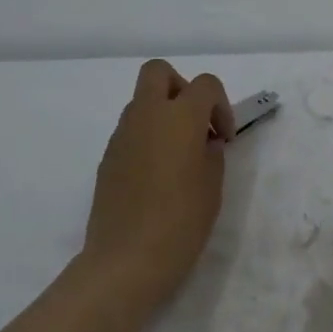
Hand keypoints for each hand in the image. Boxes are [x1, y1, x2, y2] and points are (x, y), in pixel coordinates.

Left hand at [78, 59, 233, 311]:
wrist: (128, 258)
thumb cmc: (182, 221)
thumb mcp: (213, 185)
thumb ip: (212, 152)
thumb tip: (204, 141)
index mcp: (178, 118)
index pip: (204, 84)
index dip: (221, 106)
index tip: (224, 139)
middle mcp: (145, 116)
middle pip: (159, 73)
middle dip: (182, 89)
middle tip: (196, 124)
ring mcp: (121, 136)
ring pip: (142, 103)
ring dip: (164, 116)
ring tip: (180, 157)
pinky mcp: (108, 158)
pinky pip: (131, 131)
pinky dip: (148, 138)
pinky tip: (159, 176)